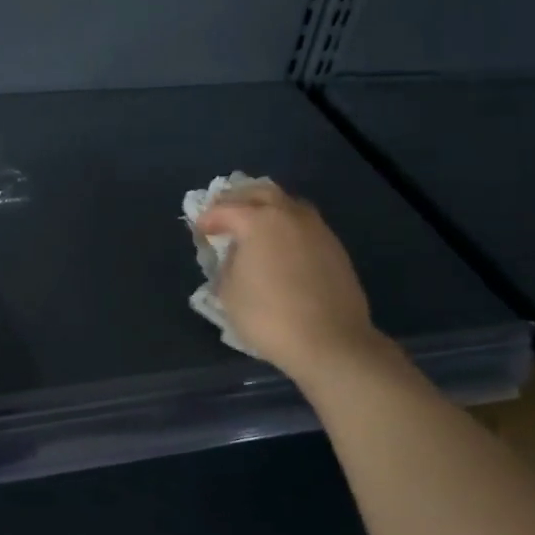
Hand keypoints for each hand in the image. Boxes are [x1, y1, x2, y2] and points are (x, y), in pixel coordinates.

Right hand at [195, 182, 393, 385]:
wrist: (331, 342)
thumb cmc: (270, 317)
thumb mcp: (229, 292)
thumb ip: (228, 264)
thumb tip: (236, 254)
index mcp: (259, 220)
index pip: (225, 209)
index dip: (208, 218)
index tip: (199, 230)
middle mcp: (290, 215)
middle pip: (261, 192)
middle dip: (239, 199)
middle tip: (225, 214)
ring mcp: (317, 229)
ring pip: (288, 204)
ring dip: (267, 209)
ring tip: (255, 226)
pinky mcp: (335, 247)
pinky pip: (305, 225)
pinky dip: (287, 226)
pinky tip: (281, 246)